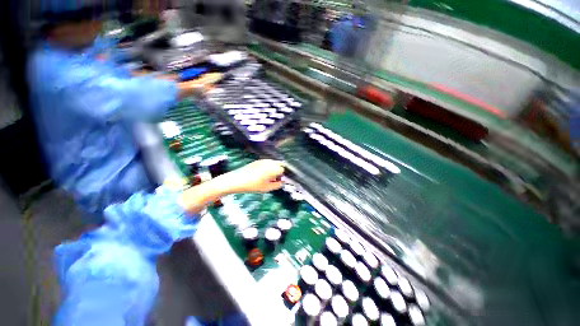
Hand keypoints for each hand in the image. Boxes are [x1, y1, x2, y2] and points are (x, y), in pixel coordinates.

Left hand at [179, 160, 284, 214]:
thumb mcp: (266, 188)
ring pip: (273, 164)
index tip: (280, 181)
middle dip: (280, 172)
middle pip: (279, 165)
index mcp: (272, 168)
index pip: (283, 170)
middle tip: (275, 180)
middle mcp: (269, 162)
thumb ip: (277, 185)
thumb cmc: (252, 185)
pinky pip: (267, 163)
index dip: (283, 176)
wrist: (235, 180)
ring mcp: (262, 160)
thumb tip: (282, 182)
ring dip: (274, 170)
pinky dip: (268, 168)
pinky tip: (262, 175)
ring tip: (268, 178)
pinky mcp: (257, 161)